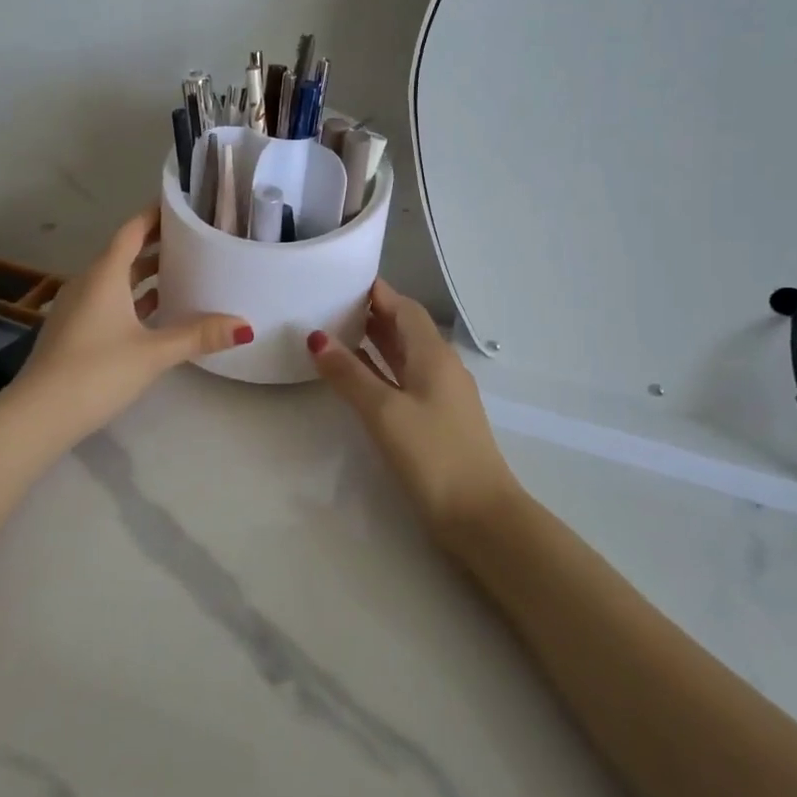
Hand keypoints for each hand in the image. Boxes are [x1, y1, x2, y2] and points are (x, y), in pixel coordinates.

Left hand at [17, 206, 251, 440]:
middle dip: (156, 244)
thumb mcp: (153, 352)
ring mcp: (77, 307)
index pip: (132, 230)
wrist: (39, 414)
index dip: (155, 215)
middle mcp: (88, 282)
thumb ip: (198, 335)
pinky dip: (133, 298)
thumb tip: (245, 325)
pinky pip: (108, 300)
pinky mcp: (74, 330)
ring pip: (116, 279)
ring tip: (182, 272)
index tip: (182, 205)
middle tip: (194, 238)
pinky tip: (155, 313)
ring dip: (145, 274)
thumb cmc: (97, 371)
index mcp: (104, 275)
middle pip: (125, 253)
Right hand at [308, 280, 522, 540]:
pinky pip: (404, 381)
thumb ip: (349, 374)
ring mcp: (441, 396)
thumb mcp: (384, 411)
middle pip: (405, 329)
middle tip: (330, 304)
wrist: (480, 516)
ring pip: (404, 356)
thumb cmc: (433, 455)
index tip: (343, 279)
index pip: (404, 308)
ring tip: (335, 332)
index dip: (377, 292)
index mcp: (433, 355)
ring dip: (375, 342)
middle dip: (371, 314)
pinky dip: (380, 371)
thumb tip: (316, 337)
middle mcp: (440, 367)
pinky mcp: (436, 421)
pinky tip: (356, 377)